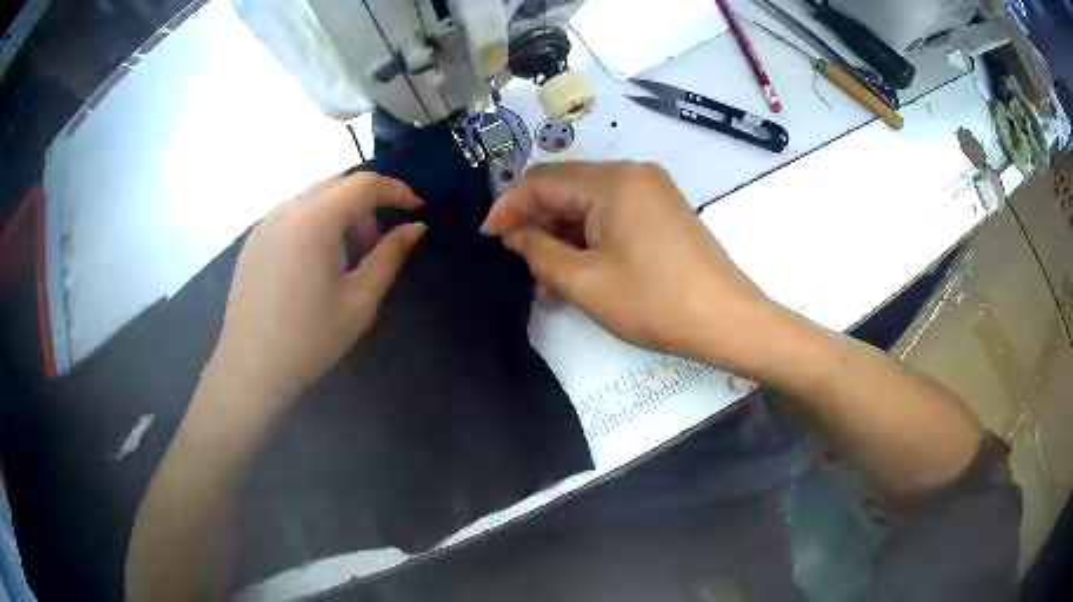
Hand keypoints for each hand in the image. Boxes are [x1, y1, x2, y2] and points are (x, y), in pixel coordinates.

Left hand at [207, 173, 425, 404]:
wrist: (251, 368)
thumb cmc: (310, 339)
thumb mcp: (360, 300)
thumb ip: (390, 255)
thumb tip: (416, 227)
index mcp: (314, 221)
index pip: (363, 183)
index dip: (396, 190)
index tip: (417, 209)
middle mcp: (287, 209)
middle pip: (338, 184)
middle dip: (367, 204)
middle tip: (378, 244)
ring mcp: (265, 222)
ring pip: (315, 198)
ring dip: (341, 214)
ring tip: (346, 259)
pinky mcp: (254, 239)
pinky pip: (293, 214)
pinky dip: (316, 223)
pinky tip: (316, 264)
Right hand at [481, 161, 776, 371]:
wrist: (727, 320)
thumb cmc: (655, 302)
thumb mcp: (585, 281)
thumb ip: (539, 251)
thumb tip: (514, 233)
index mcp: (613, 181)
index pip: (543, 180)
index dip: (509, 206)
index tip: (487, 237)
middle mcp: (633, 174)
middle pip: (567, 189)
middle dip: (538, 225)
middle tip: (520, 266)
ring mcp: (652, 191)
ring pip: (588, 205)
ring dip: (563, 237)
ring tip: (548, 281)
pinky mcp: (663, 210)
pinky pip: (613, 215)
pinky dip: (590, 239)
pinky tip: (578, 272)